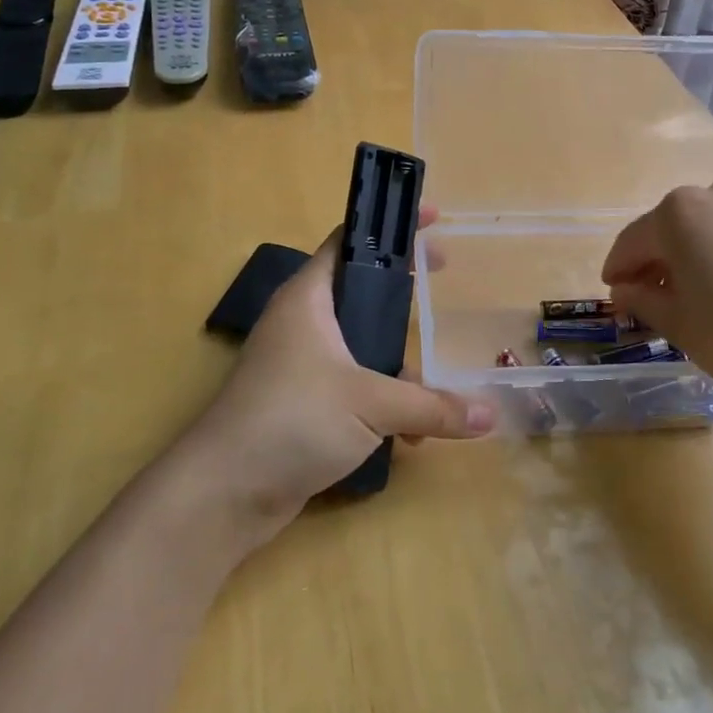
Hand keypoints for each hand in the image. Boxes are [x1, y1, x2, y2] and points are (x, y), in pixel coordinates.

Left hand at [175, 208, 493, 539]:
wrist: (223, 493)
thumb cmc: (292, 420)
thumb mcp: (371, 405)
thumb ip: (432, 406)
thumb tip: (490, 417)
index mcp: (309, 298)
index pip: (351, 240)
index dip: (391, 226)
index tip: (433, 219)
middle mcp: (303, 323)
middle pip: (361, 289)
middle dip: (403, 289)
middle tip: (443, 277)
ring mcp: (301, 365)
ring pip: (361, 343)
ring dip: (398, 360)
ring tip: (432, 383)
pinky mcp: (304, 405)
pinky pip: (354, 386)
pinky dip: (383, 400)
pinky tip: (409, 437)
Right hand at [600, 179, 712, 410]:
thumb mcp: (680, 326)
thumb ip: (644, 302)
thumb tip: (625, 290)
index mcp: (676, 214)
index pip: (630, 243)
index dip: (617, 273)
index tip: (613, 298)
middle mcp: (712, 195)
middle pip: (667, 231)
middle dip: (653, 265)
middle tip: (649, 302)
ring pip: (703, 232)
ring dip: (688, 261)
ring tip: (691, 301)